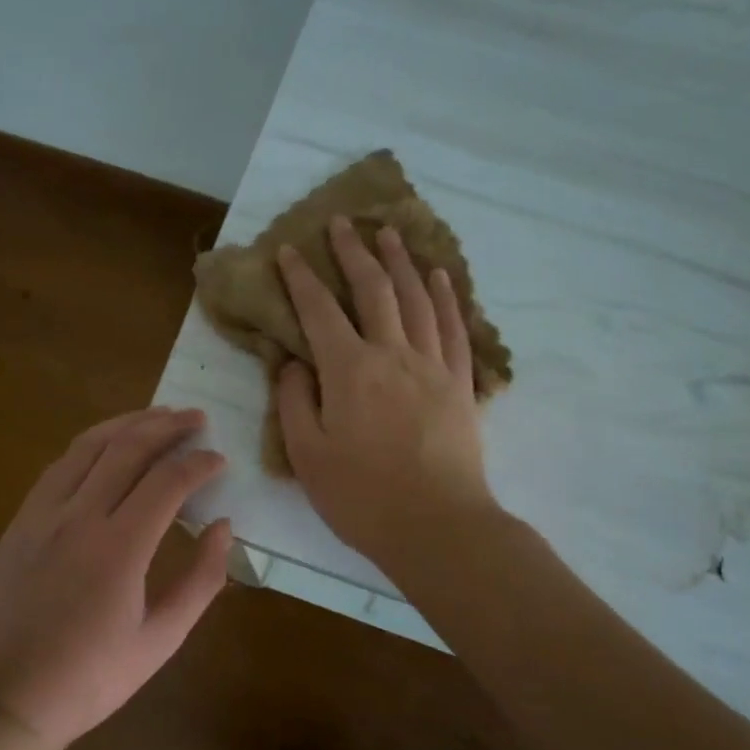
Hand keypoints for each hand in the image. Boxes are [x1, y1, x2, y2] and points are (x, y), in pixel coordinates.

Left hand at [0, 408, 232, 749]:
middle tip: (195, 417)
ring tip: (156, 415)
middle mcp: (78, 517)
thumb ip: (201, 581)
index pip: (167, 482)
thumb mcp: (161, 640)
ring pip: (88, 447)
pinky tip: (106, 446)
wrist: (8, 698)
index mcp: (119, 547)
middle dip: (167, 426)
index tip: (219, 460)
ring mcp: (42, 515)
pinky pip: (59, 467)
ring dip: (126, 424)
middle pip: (127, 449)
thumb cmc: (91, 677)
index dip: (198, 464)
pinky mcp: (20, 522)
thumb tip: (223, 528)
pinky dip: (90, 446)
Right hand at [276, 218, 495, 566]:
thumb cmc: (361, 497)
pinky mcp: (459, 383)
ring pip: (416, 299)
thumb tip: (294, 364)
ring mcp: (431, 365)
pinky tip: (439, 277)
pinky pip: (452, 328)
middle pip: (372, 290)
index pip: (319, 311)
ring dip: (400, 262)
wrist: (436, 526)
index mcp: (348, 371)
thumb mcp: (308, 455)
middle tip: (342, 223)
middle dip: (353, 253)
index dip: (302, 278)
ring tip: (389, 233)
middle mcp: (391, 354)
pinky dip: (445, 297)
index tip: (290, 250)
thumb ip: (296, 402)